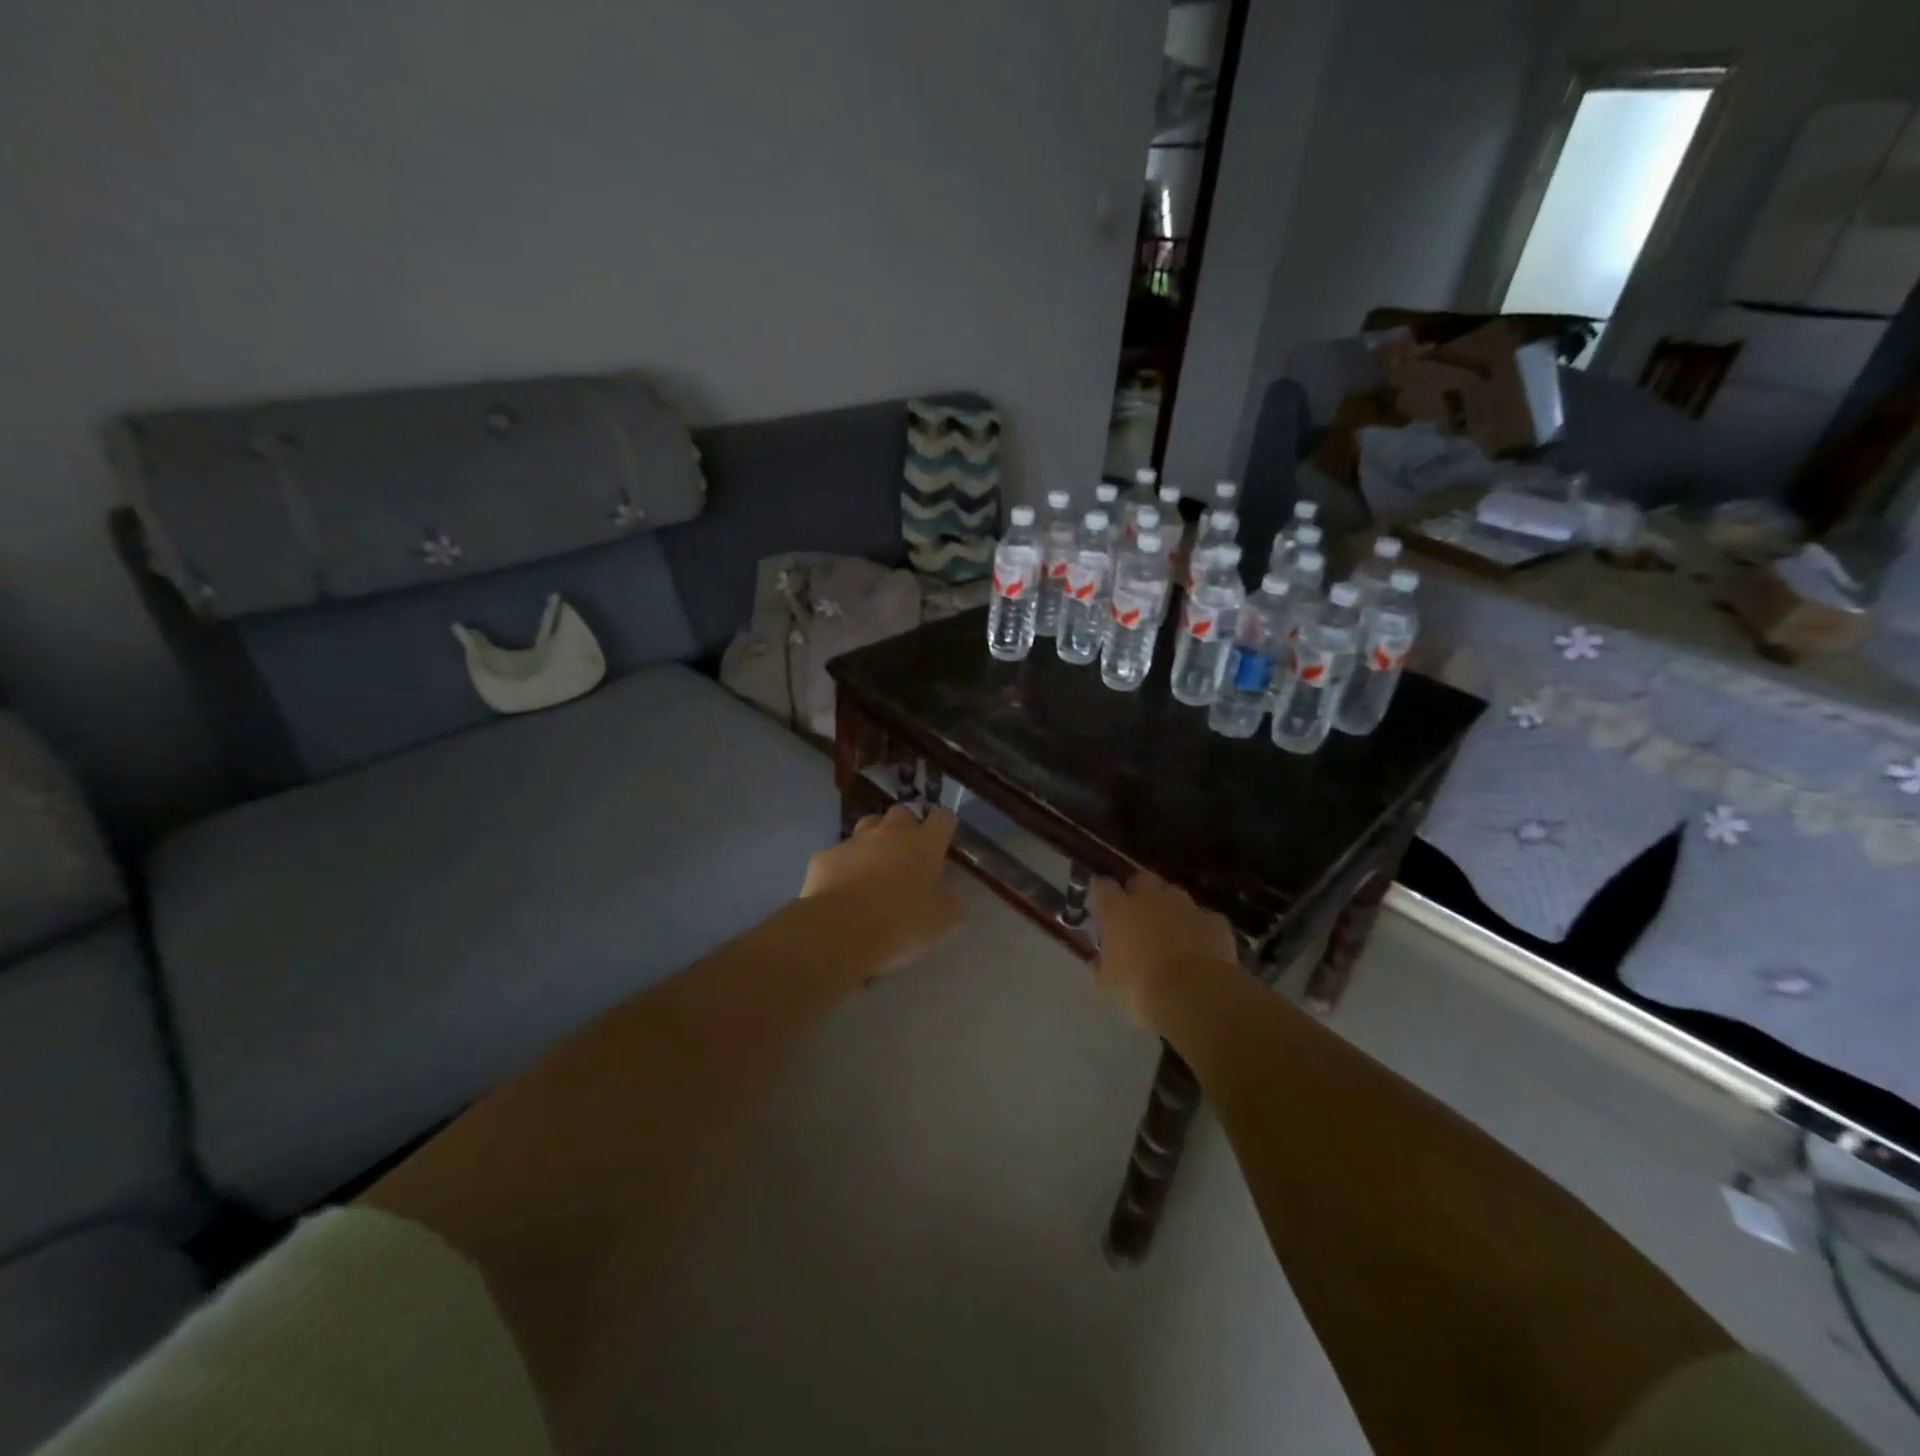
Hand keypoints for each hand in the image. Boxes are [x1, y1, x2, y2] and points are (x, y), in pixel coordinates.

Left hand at [801, 805, 965, 974]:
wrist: (840, 930)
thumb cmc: (900, 924)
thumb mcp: (940, 924)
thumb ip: (951, 907)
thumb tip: (954, 901)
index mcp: (923, 845)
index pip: (943, 818)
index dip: (945, 824)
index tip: (944, 838)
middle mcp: (890, 834)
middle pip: (903, 812)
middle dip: (907, 826)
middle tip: (908, 852)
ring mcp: (855, 842)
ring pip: (868, 825)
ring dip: (875, 838)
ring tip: (875, 864)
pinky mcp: (826, 856)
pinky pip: (838, 854)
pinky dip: (844, 865)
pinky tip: (842, 887)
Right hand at [1090, 870, 1237, 1030]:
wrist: (1192, 993)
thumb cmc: (1139, 987)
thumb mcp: (1108, 983)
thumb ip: (1102, 965)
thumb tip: (1100, 962)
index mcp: (1118, 910)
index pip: (1102, 887)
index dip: (1101, 893)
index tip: (1100, 904)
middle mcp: (1150, 899)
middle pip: (1142, 879)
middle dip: (1139, 890)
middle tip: (1138, 912)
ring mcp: (1185, 906)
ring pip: (1175, 894)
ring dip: (1171, 907)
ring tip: (1171, 930)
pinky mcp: (1214, 921)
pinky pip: (1204, 919)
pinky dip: (1200, 928)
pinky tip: (1201, 946)